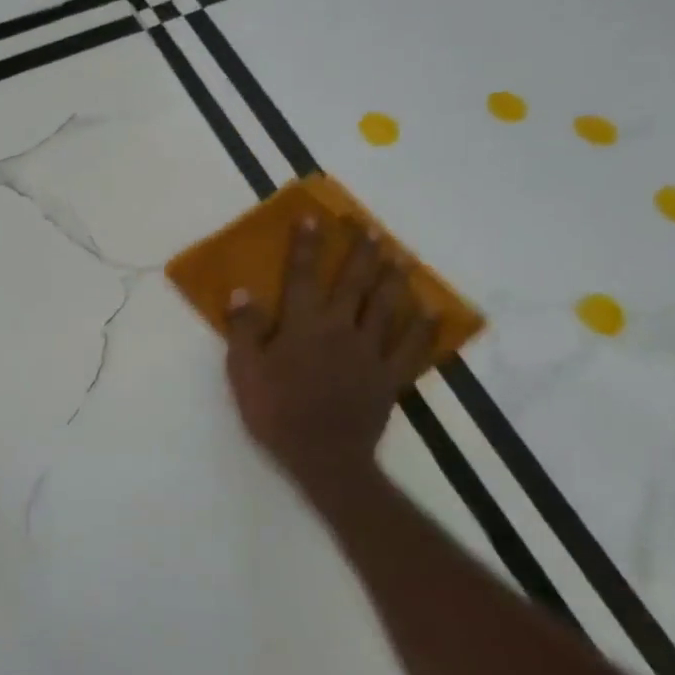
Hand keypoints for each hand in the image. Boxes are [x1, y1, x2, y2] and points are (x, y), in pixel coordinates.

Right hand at [226, 218, 436, 502]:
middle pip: (353, 282)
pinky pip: (412, 347)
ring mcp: (370, 352)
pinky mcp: (390, 377)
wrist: (322, 456)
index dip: (305, 246)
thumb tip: (243, 292)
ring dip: (394, 278)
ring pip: (387, 307)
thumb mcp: (245, 371)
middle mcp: (340, 329)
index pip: (302, 276)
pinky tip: (431, 311)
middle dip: (361, 252)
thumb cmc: (276, 412)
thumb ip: (245, 329)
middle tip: (370, 228)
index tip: (312, 218)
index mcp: (303, 325)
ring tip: (402, 256)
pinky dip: (423, 327)